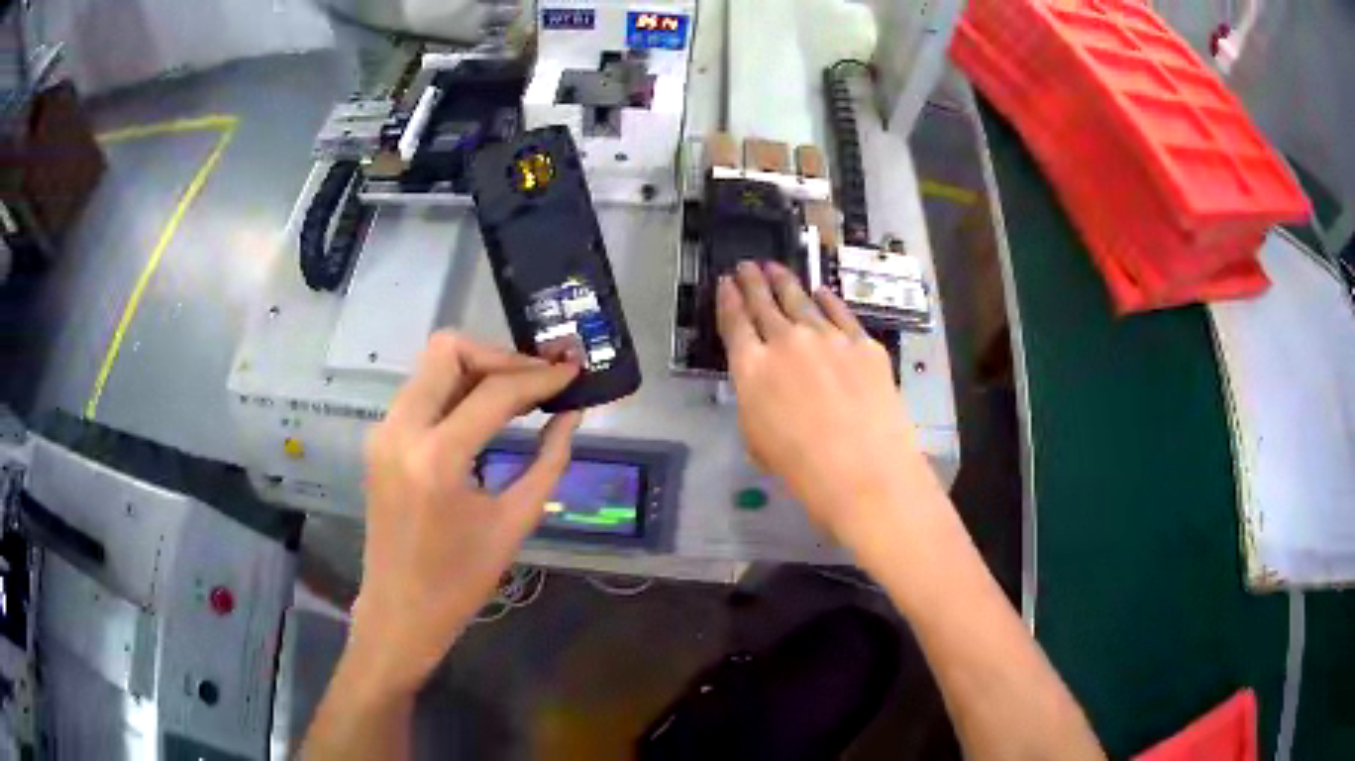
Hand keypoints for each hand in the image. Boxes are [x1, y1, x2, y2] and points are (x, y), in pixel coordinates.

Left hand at [348, 332, 580, 694]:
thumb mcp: (515, 521)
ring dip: (477, 370)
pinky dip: (456, 391)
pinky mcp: (379, 439)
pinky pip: (421, 392)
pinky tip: (484, 415)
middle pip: (448, 350)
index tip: (573, 371)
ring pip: (431, 366)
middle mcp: (400, 430)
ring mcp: (383, 431)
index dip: (539, 376)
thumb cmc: (461, 580)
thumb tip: (572, 415)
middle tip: (537, 380)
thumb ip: (548, 461)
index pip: (494, 392)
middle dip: (499, 357)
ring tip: (519, 396)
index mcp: (436, 458)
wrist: (400, 610)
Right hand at [716, 261, 937, 543]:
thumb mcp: (758, 439)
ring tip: (777, 268)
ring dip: (786, 282)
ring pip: (801, 300)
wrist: (864, 470)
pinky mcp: (862, 343)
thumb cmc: (802, 470)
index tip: (725, 282)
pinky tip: (822, 291)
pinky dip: (828, 299)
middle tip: (748, 265)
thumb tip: (765, 385)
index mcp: (752, 369)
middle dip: (753, 282)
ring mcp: (827, 338)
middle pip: (764, 303)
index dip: (728, 300)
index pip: (734, 323)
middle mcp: (785, 342)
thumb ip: (756, 402)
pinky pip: (840, 313)